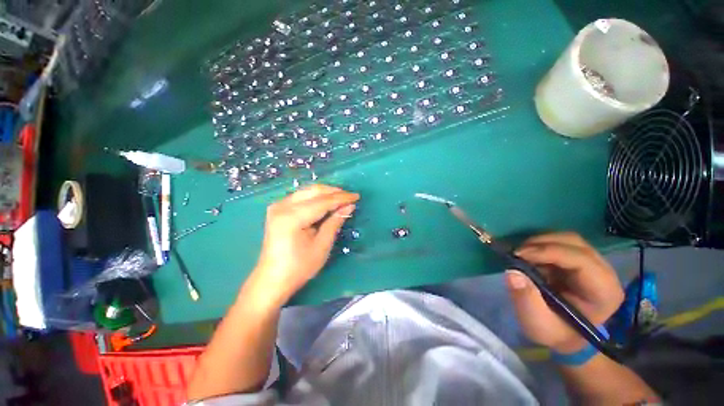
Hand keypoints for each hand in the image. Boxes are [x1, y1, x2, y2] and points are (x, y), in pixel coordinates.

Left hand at [248, 184, 358, 305]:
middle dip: (334, 192)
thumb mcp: (322, 246)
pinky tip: (326, 203)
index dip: (341, 198)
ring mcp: (278, 206)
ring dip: (326, 193)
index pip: (323, 201)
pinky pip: (301, 196)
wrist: (272, 279)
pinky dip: (316, 197)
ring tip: (341, 199)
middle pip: (314, 191)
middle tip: (350, 197)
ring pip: (307, 191)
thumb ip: (335, 222)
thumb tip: (349, 206)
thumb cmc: (299, 267)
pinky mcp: (278, 209)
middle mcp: (282, 206)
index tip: (357, 196)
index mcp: (292, 217)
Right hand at [505, 232, 623, 352]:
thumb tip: (512, 272)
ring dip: (540, 242)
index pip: (580, 260)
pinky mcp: (580, 260)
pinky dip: (541, 245)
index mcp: (603, 292)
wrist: (564, 335)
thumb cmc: (554, 332)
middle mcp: (604, 273)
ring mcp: (594, 265)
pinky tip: (529, 256)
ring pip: (568, 239)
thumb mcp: (538, 323)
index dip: (548, 252)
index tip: (518, 255)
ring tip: (521, 254)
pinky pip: (561, 243)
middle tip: (517, 253)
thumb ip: (526, 299)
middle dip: (542, 243)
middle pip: (575, 243)